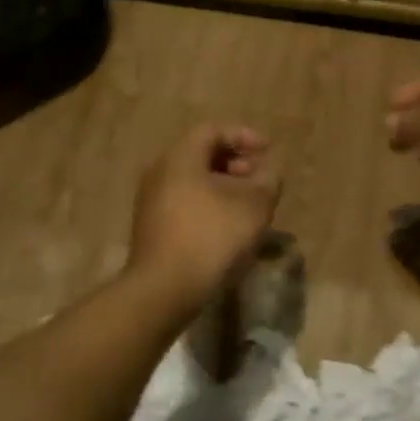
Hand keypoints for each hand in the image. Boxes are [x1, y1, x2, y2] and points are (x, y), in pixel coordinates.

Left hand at [128, 124, 282, 310]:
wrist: (164, 290)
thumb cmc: (212, 236)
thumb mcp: (254, 205)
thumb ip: (268, 181)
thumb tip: (268, 173)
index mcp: (180, 158)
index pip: (212, 130)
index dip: (243, 136)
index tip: (267, 150)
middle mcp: (160, 172)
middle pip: (200, 155)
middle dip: (234, 162)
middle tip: (259, 178)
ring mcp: (151, 202)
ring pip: (193, 181)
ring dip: (223, 186)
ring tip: (249, 205)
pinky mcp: (152, 228)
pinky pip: (185, 203)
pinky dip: (209, 205)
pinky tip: (228, 227)